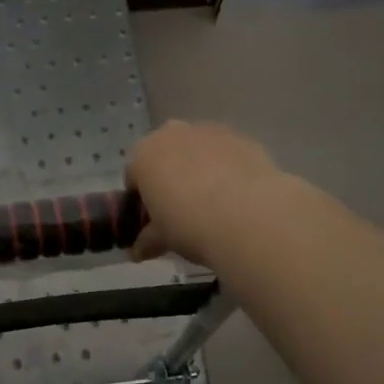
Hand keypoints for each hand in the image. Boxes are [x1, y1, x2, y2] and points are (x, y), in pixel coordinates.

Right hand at [127, 120, 283, 267]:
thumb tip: (138, 251)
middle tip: (183, 209)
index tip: (154, 219)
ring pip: (197, 149)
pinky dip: (227, 168)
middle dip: (170, 176)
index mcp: (144, 155)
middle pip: (165, 154)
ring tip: (215, 203)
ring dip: (200, 168)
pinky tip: (238, 195)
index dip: (142, 199)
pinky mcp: (241, 137)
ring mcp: (208, 131)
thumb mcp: (162, 239)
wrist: (249, 216)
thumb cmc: (190, 225)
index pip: (134, 176)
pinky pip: (226, 152)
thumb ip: (147, 240)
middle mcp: (172, 134)